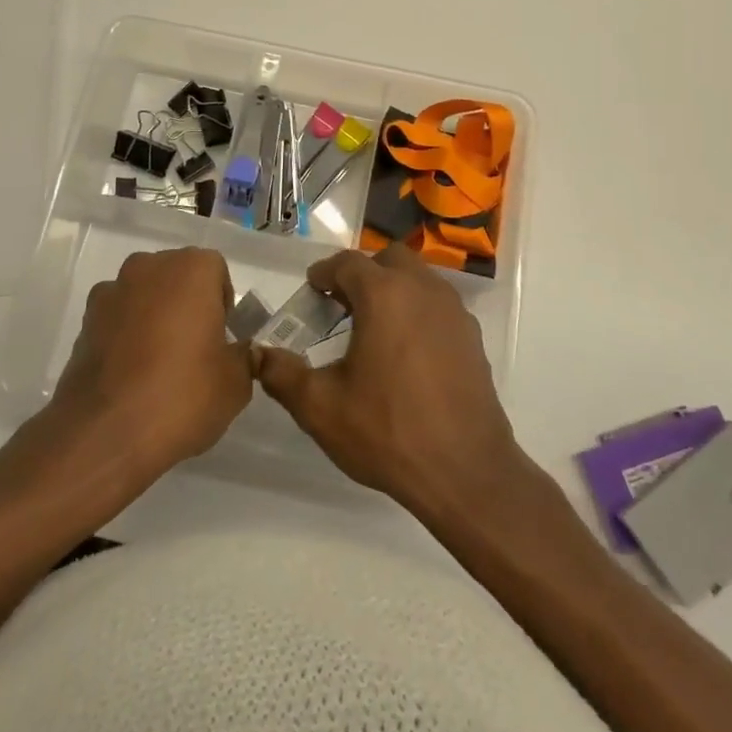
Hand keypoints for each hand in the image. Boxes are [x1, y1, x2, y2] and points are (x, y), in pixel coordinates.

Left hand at [49, 248, 251, 480]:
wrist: (105, 434)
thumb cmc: (182, 396)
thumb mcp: (236, 382)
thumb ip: (243, 357)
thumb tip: (240, 353)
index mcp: (190, 269)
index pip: (215, 271)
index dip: (222, 304)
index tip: (222, 338)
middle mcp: (147, 268)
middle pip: (176, 277)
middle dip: (187, 305)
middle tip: (196, 350)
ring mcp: (110, 293)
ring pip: (144, 296)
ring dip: (154, 318)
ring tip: (160, 366)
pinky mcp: (84, 323)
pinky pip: (117, 320)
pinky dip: (126, 336)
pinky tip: (132, 376)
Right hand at [252, 245, 527, 514]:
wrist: (466, 472)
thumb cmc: (388, 432)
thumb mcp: (321, 408)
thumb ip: (283, 374)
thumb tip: (259, 355)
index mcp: (384, 295)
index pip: (347, 263)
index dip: (324, 274)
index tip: (311, 292)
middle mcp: (423, 290)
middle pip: (388, 260)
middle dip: (363, 274)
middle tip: (342, 306)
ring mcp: (454, 311)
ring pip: (419, 279)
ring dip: (393, 290)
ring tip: (373, 329)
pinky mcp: (473, 337)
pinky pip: (438, 306)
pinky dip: (418, 311)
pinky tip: (406, 353)